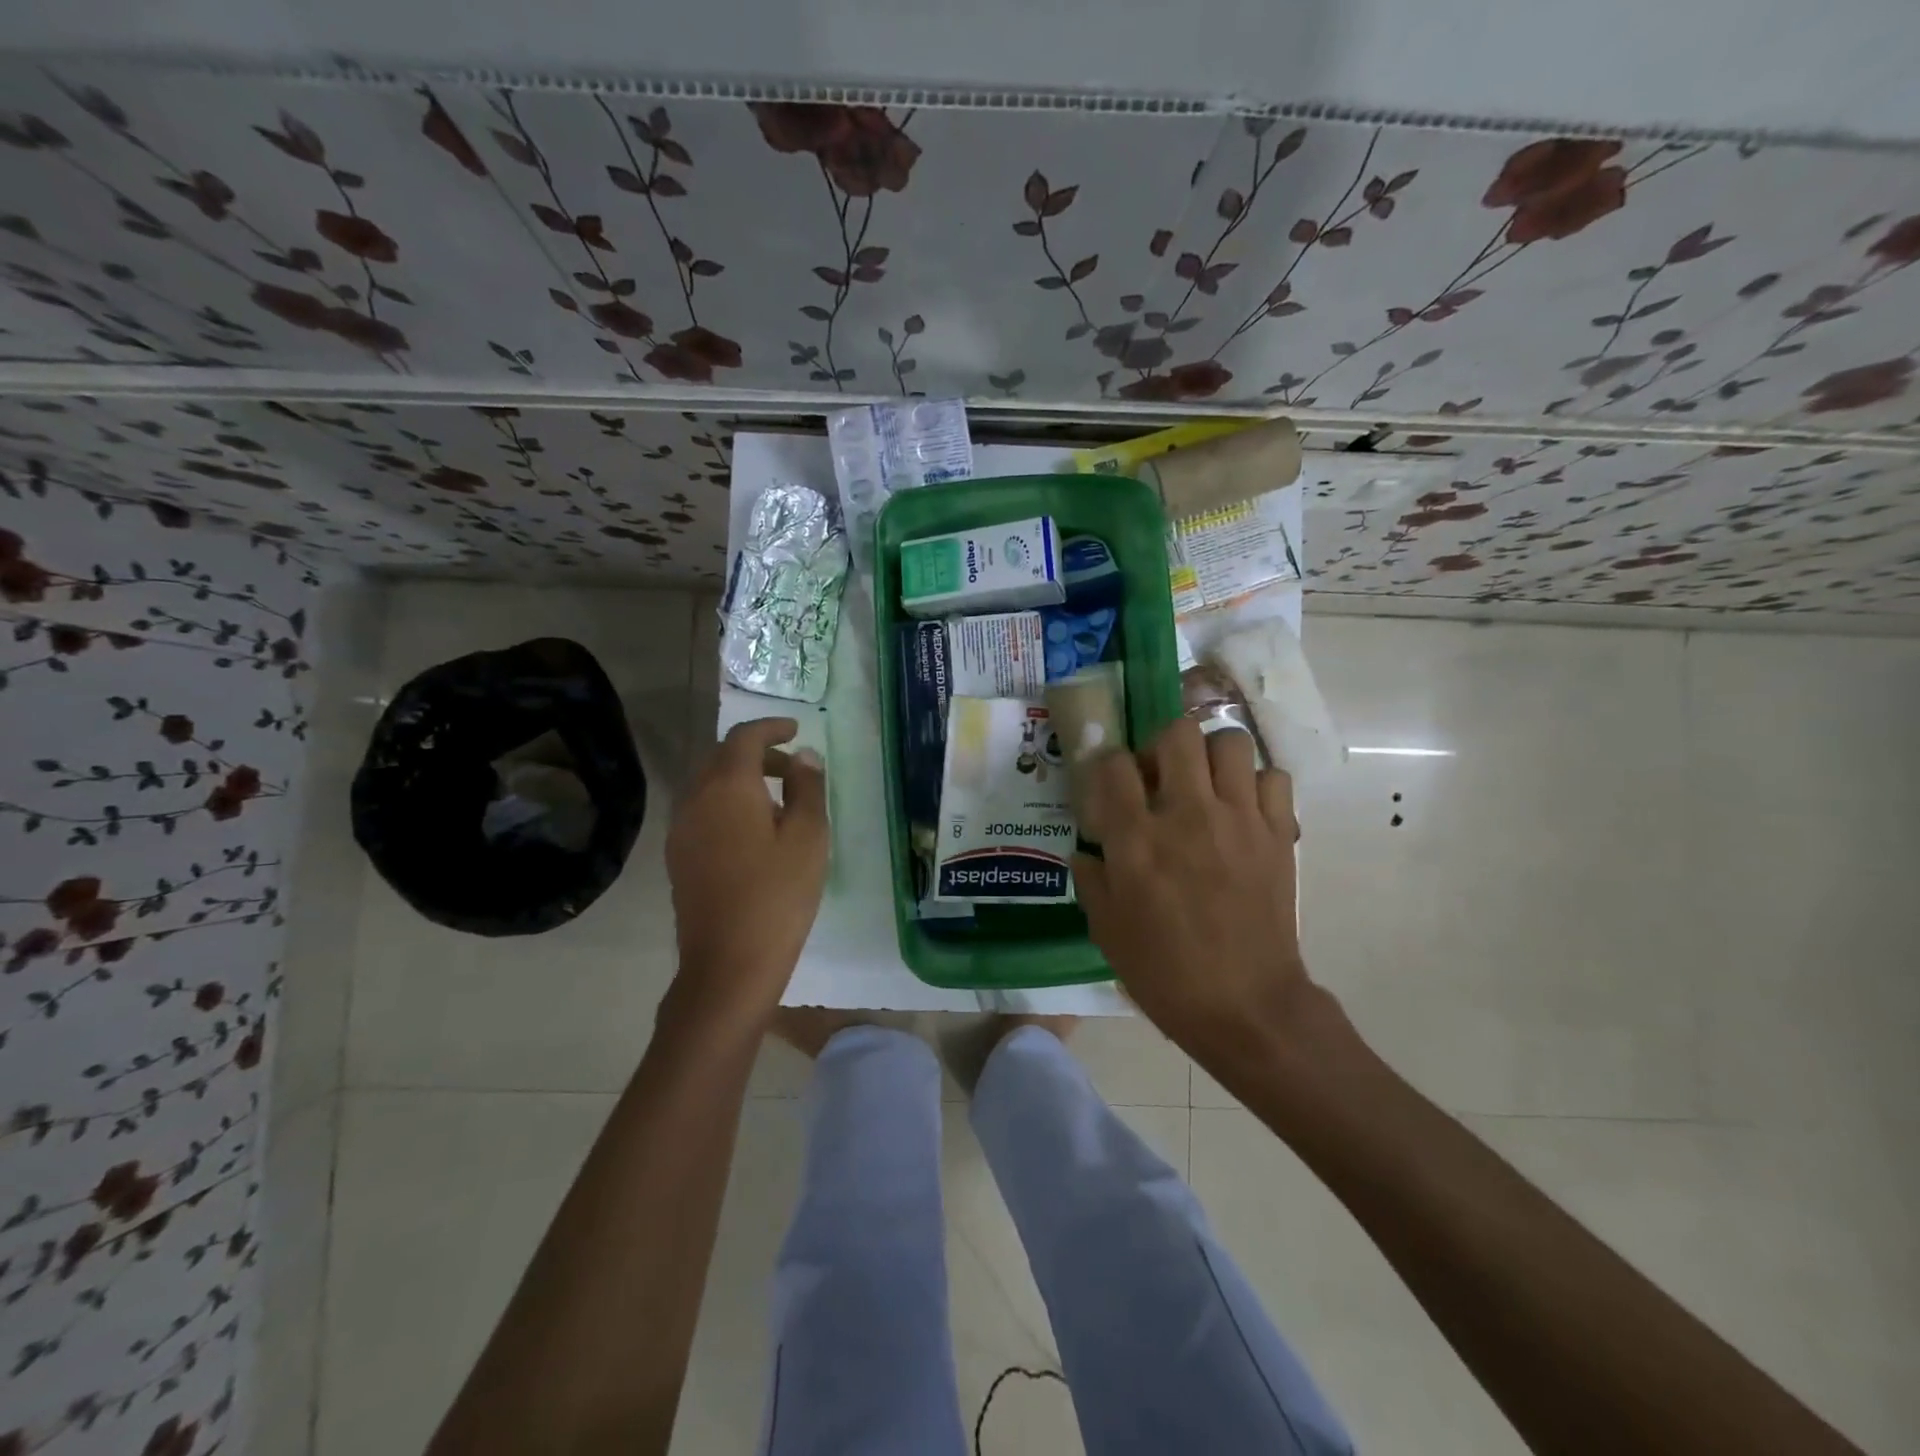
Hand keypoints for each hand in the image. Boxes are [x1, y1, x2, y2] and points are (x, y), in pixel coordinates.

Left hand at [666, 718, 827, 1026]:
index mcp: (727, 787)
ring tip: (777, 801)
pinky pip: (702, 811)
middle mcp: (695, 799)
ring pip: (709, 785)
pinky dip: (727, 804)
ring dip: (740, 779)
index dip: (771, 727)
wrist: (728, 964)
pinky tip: (752, 832)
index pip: (744, 738)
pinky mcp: (678, 857)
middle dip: (757, 753)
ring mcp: (681, 830)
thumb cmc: (777, 895)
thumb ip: (807, 788)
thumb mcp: (808, 837)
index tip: (795, 728)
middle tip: (792, 768)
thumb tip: (803, 756)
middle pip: (722, 758)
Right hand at [1073, 720, 1324, 1058]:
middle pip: (1178, 733)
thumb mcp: (1107, 929)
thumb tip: (1086, 850)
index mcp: (1138, 839)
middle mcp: (1188, 815)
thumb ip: (1091, 879)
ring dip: (1212, 756)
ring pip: (1231, 742)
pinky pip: (1274, 778)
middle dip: (1162, 745)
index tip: (1110, 786)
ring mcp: (1239, 820)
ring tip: (1205, 785)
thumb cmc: (1165, 973)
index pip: (1114, 764)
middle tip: (1161, 776)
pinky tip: (1243, 810)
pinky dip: (1256, 784)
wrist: (1246, 1006)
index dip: (1106, 766)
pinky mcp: (1278, 834)